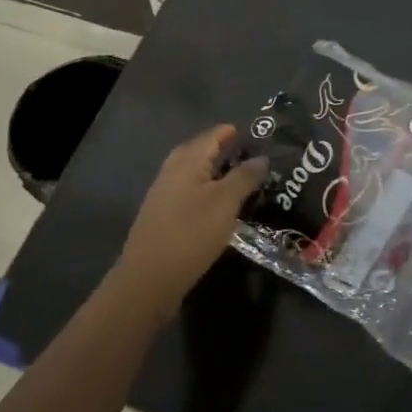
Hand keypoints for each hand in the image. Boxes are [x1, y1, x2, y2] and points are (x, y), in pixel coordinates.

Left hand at [117, 125, 267, 312]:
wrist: (149, 279)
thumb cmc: (192, 233)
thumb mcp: (226, 202)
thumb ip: (244, 177)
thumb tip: (261, 157)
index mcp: (186, 162)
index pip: (211, 136)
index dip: (230, 132)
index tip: (251, 132)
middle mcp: (171, 172)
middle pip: (197, 152)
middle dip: (219, 149)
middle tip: (244, 152)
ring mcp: (162, 195)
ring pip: (190, 173)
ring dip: (211, 171)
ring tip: (235, 178)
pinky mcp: (161, 217)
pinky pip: (186, 192)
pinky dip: (204, 190)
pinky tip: (216, 205)